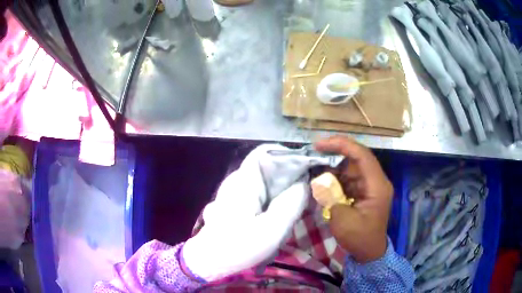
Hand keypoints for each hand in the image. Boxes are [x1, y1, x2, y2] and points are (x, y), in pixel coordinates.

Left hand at [182, 145, 313, 281]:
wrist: (210, 260)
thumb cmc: (238, 247)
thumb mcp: (272, 230)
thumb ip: (291, 204)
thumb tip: (304, 183)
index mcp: (244, 181)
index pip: (265, 152)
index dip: (288, 155)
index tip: (307, 169)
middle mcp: (238, 180)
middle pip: (268, 166)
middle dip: (289, 176)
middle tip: (304, 194)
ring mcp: (236, 191)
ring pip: (265, 180)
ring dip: (282, 189)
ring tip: (294, 206)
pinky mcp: (236, 202)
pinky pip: (260, 192)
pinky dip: (273, 198)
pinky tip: (279, 214)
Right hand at [315, 136, 392, 262]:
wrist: (369, 252)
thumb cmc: (359, 238)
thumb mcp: (342, 219)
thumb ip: (331, 195)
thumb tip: (320, 178)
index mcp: (376, 185)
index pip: (362, 155)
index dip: (341, 145)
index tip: (320, 145)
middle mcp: (376, 181)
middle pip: (356, 158)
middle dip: (335, 155)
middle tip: (314, 154)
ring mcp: (370, 185)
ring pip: (351, 167)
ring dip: (333, 168)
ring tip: (316, 172)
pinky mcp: (363, 191)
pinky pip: (349, 178)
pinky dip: (336, 179)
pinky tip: (323, 183)